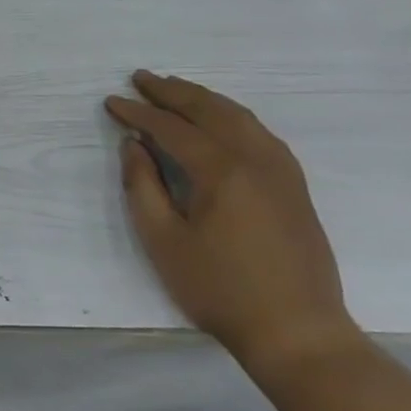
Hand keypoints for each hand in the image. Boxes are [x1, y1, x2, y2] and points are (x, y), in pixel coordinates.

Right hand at [106, 71, 360, 378]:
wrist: (298, 333)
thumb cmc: (219, 288)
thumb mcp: (163, 240)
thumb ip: (142, 186)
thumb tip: (134, 145)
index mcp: (222, 172)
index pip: (172, 128)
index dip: (139, 112)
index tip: (112, 102)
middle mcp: (256, 160)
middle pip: (210, 111)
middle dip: (172, 91)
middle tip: (140, 78)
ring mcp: (282, 172)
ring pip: (240, 117)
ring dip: (204, 98)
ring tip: (175, 89)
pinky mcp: (295, 187)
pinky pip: (261, 133)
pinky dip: (232, 116)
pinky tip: (220, 120)